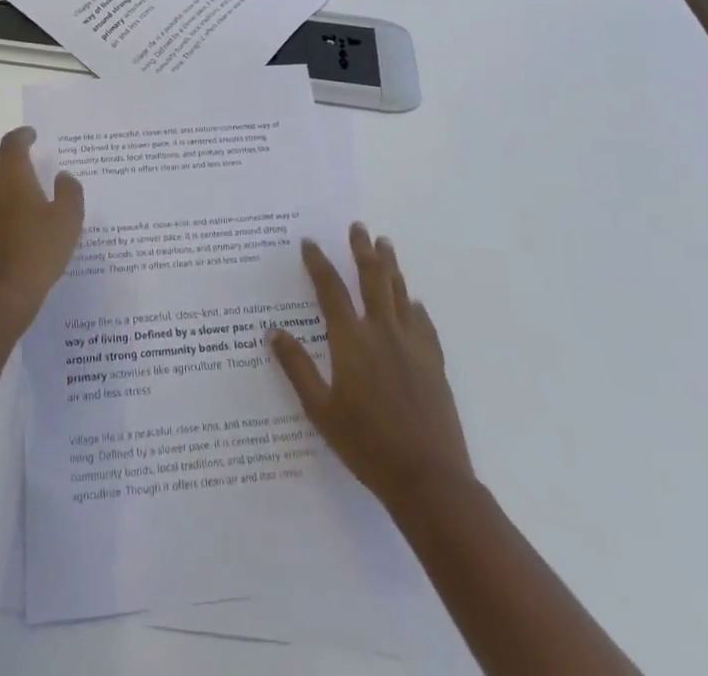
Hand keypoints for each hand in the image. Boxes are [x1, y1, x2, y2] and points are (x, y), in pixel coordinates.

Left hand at [0, 127, 84, 332]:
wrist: (1, 297)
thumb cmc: (39, 252)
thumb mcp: (69, 221)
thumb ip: (69, 192)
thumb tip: (63, 176)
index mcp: (12, 179)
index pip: (11, 144)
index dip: (21, 135)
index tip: (31, 136)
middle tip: (13, 161)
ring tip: (6, 190)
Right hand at [270, 224, 472, 507]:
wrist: (429, 479)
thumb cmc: (366, 445)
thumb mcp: (320, 410)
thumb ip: (297, 367)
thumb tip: (273, 331)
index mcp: (351, 341)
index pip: (330, 290)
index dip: (318, 263)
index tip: (309, 242)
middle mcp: (382, 332)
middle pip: (371, 279)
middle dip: (362, 250)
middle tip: (358, 227)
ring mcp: (412, 345)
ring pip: (400, 293)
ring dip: (390, 266)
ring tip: (385, 244)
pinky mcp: (434, 362)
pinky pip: (423, 323)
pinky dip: (415, 307)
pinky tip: (414, 302)